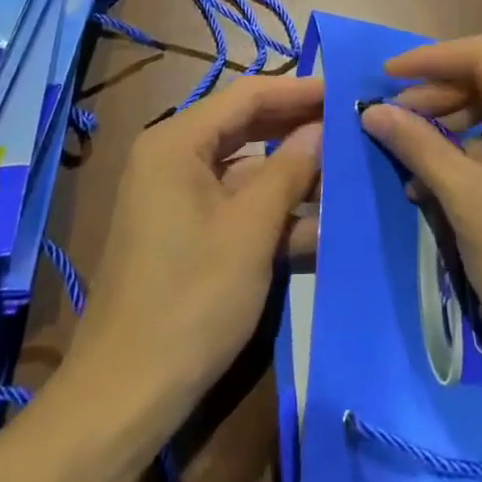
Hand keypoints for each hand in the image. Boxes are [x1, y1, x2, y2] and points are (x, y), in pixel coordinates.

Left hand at [68, 76, 322, 427]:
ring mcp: (178, 196)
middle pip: (247, 128)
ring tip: (350, 175)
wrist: (128, 391)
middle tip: (353, 126)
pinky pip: (236, 205)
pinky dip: (273, 211)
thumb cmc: (192, 299)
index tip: (346, 91)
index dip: (299, 90)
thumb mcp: (250, 230)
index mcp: (177, 142)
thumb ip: (290, 170)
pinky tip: (322, 226)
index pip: (247, 95)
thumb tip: (322, 127)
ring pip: (247, 170)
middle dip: (300, 130)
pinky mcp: (187, 231)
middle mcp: (173, 157)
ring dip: (293, 176)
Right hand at [360, 37, 481, 387]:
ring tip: (410, 150)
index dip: (431, 59)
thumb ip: (418, 144)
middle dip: (439, 93)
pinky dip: (472, 151)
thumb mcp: (466, 200)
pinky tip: (437, 179)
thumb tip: (371, 110)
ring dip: (451, 123)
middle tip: (394, 117)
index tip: (387, 76)